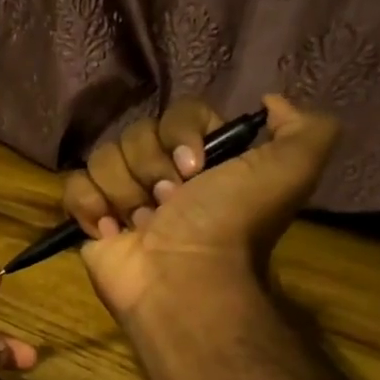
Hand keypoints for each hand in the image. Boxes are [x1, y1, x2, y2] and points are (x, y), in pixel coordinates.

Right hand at [61, 94, 339, 323]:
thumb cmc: (230, 224)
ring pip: (104, 157)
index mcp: (205, 158)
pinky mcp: (91, 218)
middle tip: (170, 204)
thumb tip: (271, 101)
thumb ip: (305, 129)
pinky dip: (89, 206)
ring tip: (142, 225)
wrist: (184, 279)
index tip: (195, 169)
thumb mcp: (291, 171)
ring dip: (125, 192)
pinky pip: (74, 185)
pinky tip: (110, 230)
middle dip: (152, 168)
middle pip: (136, 133)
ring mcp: (124, 196)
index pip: (179, 113)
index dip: (181, 134)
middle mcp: (163, 173)